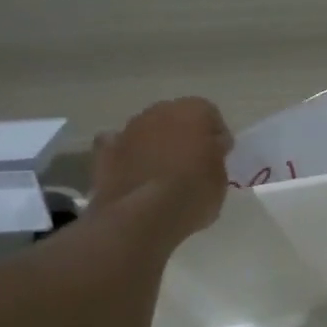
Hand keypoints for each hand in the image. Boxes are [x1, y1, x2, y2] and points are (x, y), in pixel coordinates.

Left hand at [90, 98, 233, 239]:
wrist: (143, 216)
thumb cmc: (193, 194)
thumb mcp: (221, 179)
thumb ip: (216, 156)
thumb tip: (211, 148)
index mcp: (193, 111)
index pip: (210, 114)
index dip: (215, 136)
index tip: (219, 157)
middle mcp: (159, 111)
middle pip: (175, 118)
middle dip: (183, 136)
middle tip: (191, 165)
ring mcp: (128, 129)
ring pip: (147, 131)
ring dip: (155, 145)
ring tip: (162, 175)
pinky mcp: (105, 152)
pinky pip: (119, 148)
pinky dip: (126, 157)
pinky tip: (133, 174)